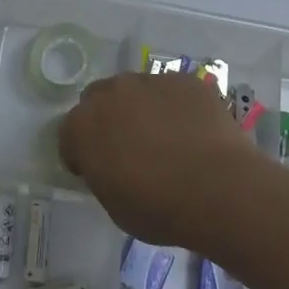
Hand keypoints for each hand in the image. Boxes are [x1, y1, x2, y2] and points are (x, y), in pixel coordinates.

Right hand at [58, 72, 259, 246]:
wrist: (219, 189)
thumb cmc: (159, 208)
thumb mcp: (114, 205)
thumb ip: (102, 175)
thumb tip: (109, 166)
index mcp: (83, 126)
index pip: (68, 134)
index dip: (80, 153)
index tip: (96, 170)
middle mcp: (111, 93)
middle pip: (98, 100)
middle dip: (107, 120)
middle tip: (128, 148)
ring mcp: (149, 81)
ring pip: (136, 90)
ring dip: (141, 108)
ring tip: (166, 138)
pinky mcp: (185, 80)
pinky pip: (171, 91)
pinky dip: (175, 106)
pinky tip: (192, 131)